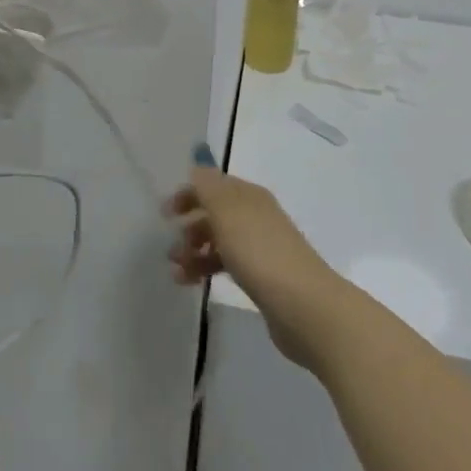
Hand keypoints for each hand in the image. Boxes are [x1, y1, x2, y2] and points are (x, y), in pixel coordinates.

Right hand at [166, 145, 350, 369]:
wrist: (304, 306)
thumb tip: (197, 164)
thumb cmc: (260, 252)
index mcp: (249, 196)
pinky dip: (206, 269)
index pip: (213, 184)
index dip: (188, 194)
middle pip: (215, 213)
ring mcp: (261, 248)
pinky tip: (191, 283)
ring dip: (194, 251)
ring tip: (177, 271)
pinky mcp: (262, 277)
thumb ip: (207, 186)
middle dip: (189, 226)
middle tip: (171, 247)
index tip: (165, 214)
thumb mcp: (227, 211)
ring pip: (219, 241)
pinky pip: (227, 264)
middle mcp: (255, 216)